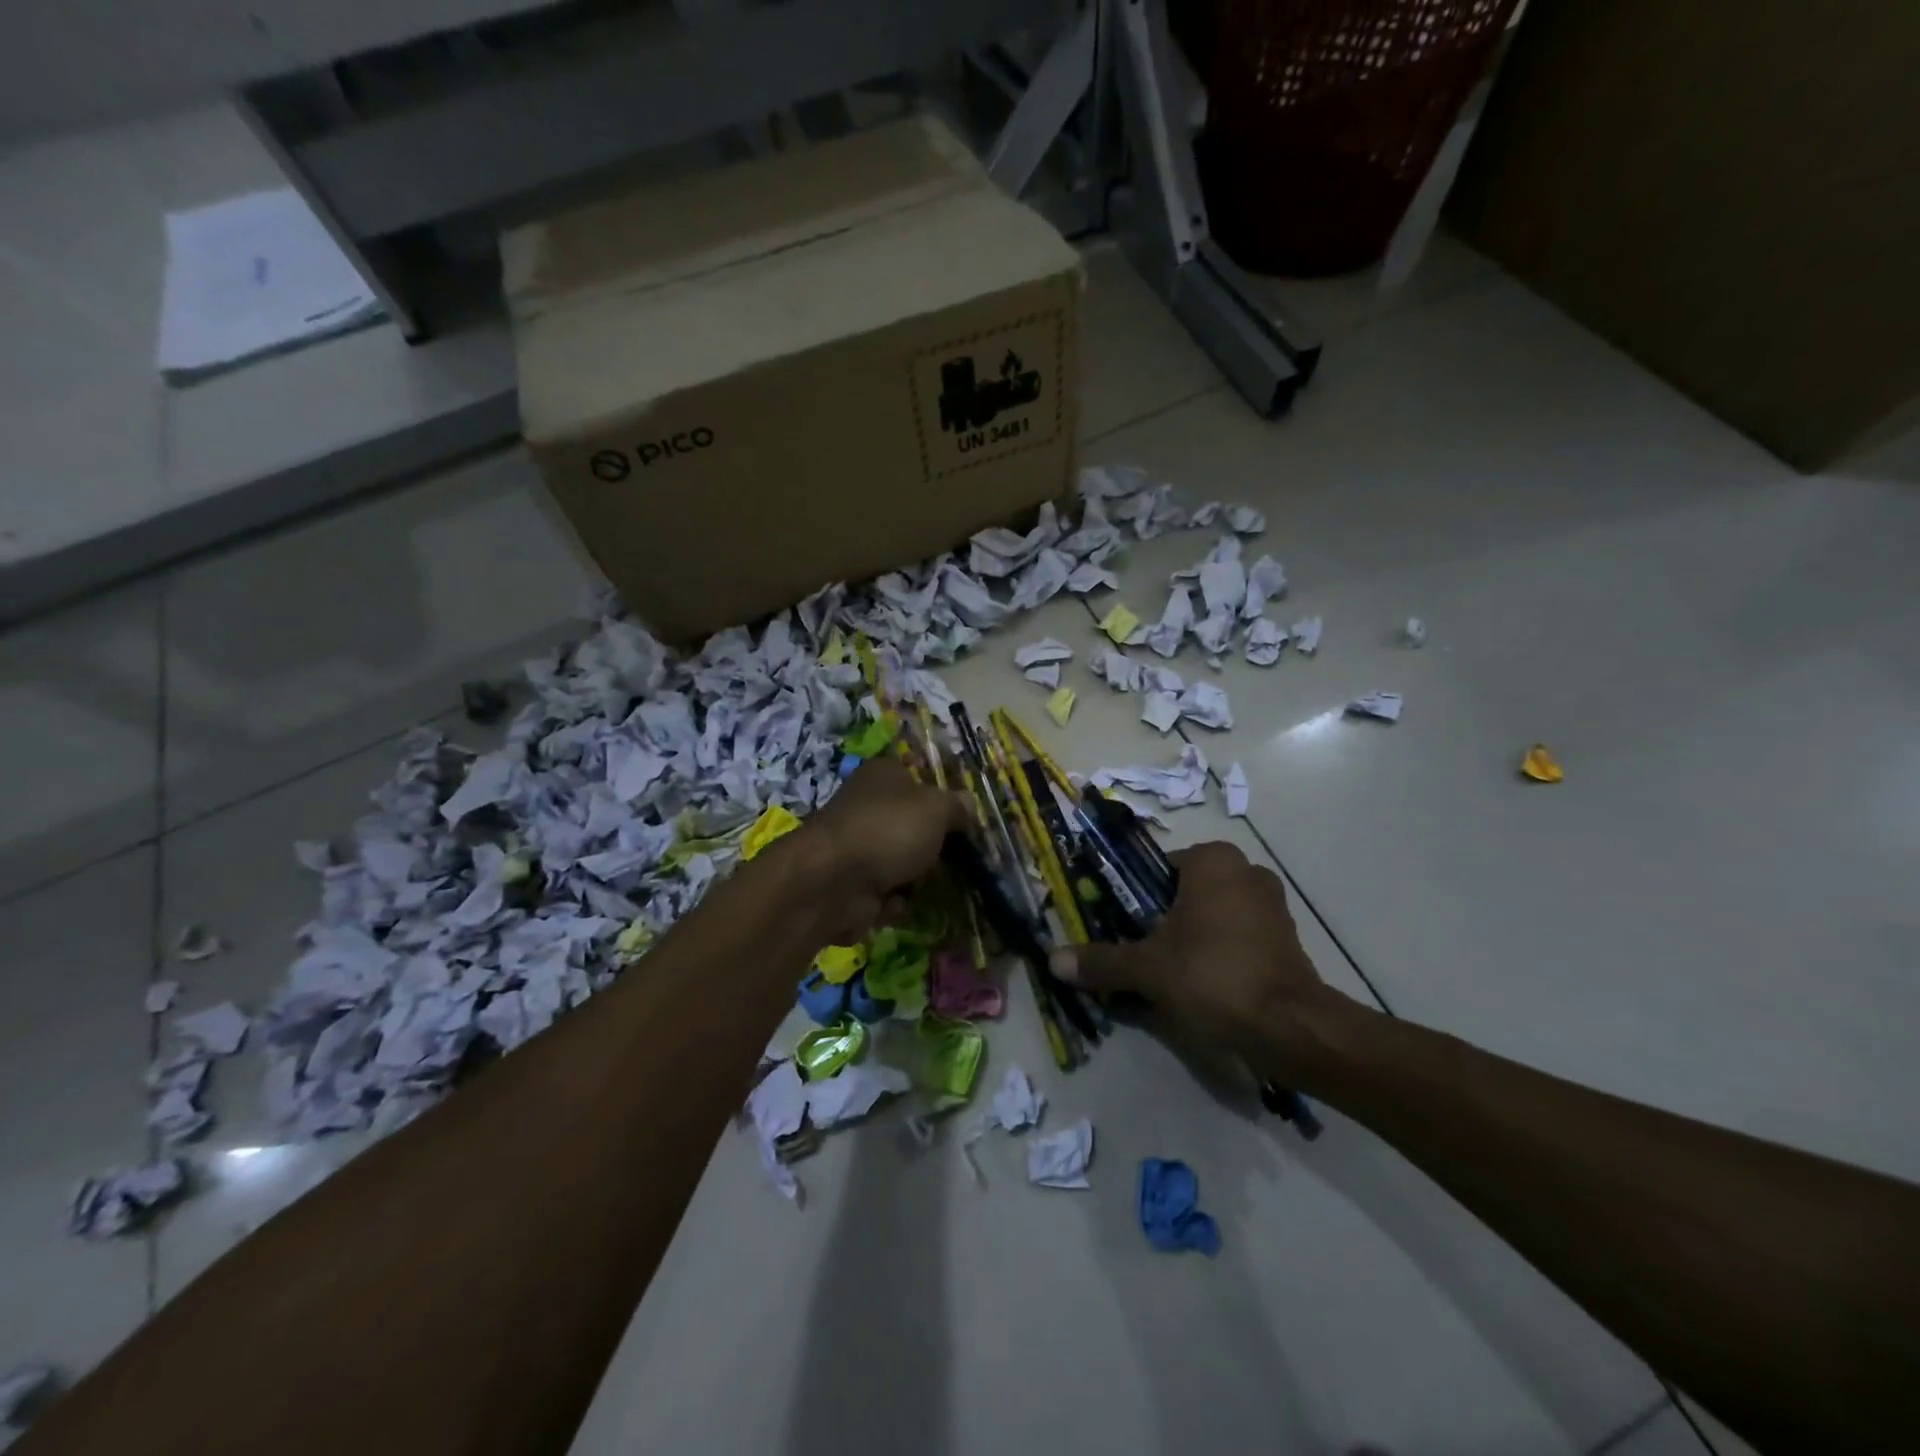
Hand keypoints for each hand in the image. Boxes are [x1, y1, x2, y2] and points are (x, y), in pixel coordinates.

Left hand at [795, 757, 971, 941]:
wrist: (832, 882)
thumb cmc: (889, 831)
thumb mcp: (937, 809)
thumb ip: (957, 806)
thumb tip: (968, 805)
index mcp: (884, 775)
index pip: (918, 777)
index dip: (941, 798)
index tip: (962, 820)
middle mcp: (867, 805)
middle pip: (912, 824)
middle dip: (932, 845)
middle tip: (954, 857)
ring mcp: (857, 845)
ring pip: (901, 861)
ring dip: (915, 878)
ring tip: (924, 884)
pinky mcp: (850, 883)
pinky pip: (885, 892)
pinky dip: (894, 901)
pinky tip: (895, 903)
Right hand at [1051, 841, 1350, 1071]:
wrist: (1289, 1026)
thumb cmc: (1212, 975)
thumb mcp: (1147, 968)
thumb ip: (1102, 961)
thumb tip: (1053, 961)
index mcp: (1212, 860)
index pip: (1158, 869)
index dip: (1135, 897)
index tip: (1122, 927)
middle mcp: (1246, 871)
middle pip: (1186, 892)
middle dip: (1162, 920)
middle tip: (1140, 952)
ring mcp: (1272, 904)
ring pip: (1214, 915)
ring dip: (1191, 938)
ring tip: (1169, 974)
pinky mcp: (1287, 938)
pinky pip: (1239, 936)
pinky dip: (1219, 953)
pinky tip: (1203, 985)